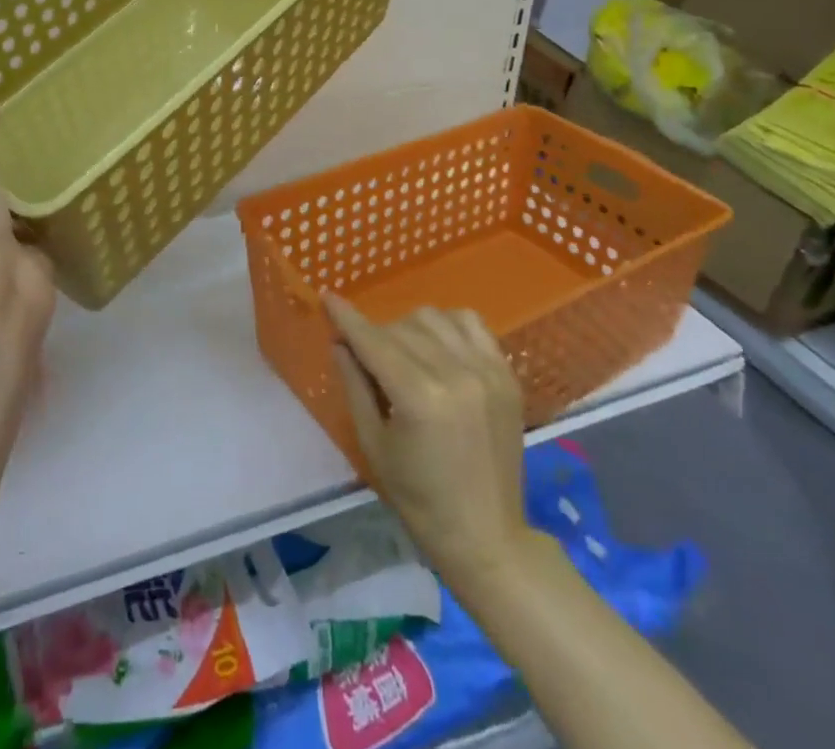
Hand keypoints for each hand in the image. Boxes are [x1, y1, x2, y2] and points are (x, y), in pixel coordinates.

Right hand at [324, 295, 529, 579]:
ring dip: (409, 328)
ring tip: (405, 355)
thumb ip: (355, 385)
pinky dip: (448, 324)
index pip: (374, 342)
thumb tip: (339, 341)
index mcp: (420, 398)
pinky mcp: (507, 374)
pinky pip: (471, 322)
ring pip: (433, 318)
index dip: (347, 318)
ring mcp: (487, 371)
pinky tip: (438, 346)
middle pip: (400, 328)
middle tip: (367, 358)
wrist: (486, 536)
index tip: (327, 298)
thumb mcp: (373, 444)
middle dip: (375, 336)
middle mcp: (456, 374)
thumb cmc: (419, 498)